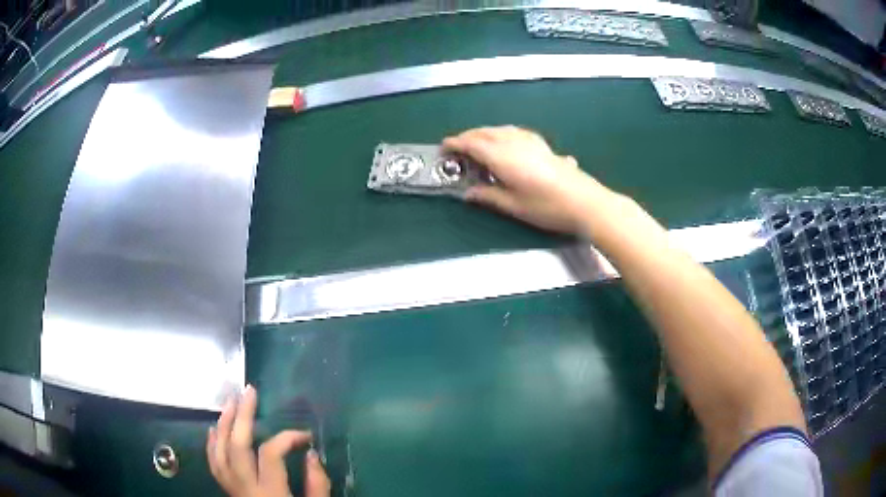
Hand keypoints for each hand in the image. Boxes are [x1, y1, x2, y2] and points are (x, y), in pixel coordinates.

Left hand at [207, 385, 330, 496]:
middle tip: (248, 391)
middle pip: (236, 446)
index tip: (305, 436)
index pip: (271, 454)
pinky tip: (213, 429)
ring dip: (222, 424)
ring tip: (229, 402)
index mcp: (270, 494)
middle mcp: (245, 488)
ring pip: (218, 451)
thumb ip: (316, 485)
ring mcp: (232, 489)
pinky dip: (211, 443)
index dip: (287, 437)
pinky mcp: (227, 491)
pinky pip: (213, 463)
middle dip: (241, 416)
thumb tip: (311, 454)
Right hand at [443, 126, 613, 234]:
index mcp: (502, 156)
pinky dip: (502, 134)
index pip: (472, 143)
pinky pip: (514, 132)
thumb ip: (488, 196)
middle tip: (457, 148)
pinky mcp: (543, 144)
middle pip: (485, 132)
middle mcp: (514, 142)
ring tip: (477, 145)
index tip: (444, 148)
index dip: (456, 144)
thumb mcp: (514, 206)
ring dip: (485, 134)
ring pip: (501, 129)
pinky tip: (506, 143)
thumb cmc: (547, 207)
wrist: (585, 201)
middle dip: (468, 137)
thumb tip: (468, 193)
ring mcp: (531, 141)